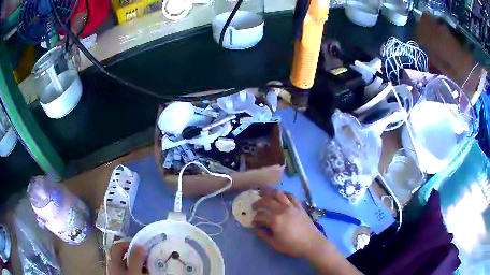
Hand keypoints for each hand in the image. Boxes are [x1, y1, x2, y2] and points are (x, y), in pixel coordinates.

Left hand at [107, 242, 146, 274]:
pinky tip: (143, 274)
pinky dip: (136, 271)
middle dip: (134, 255)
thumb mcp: (134, 271)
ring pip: (126, 265)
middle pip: (122, 256)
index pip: (118, 246)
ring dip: (137, 264)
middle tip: (146, 257)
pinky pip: (128, 272)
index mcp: (113, 261)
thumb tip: (140, 244)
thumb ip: (136, 258)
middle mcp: (113, 266)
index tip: (140, 246)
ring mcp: (116, 274)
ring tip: (147, 267)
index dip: (128, 244)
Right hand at [252, 190, 325, 257]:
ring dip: (269, 193)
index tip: (254, 223)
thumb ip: (264, 236)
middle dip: (258, 202)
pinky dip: (284, 194)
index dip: (255, 219)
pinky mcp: (299, 206)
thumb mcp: (275, 244)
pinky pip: (291, 196)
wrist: (312, 243)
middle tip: (255, 206)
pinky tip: (281, 196)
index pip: (260, 215)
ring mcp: (292, 206)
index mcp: (275, 220)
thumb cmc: (292, 245)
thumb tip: (257, 230)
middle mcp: (282, 210)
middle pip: (267, 201)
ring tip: (265, 195)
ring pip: (279, 194)